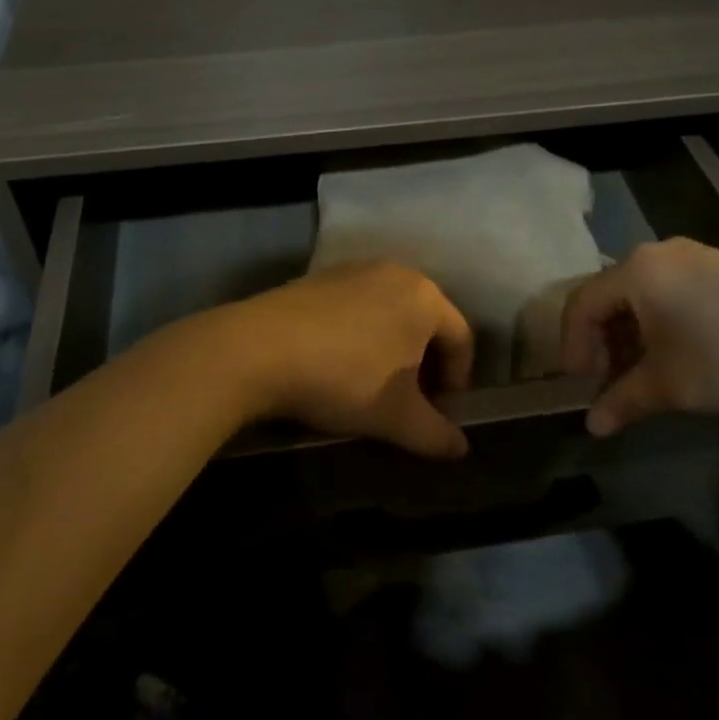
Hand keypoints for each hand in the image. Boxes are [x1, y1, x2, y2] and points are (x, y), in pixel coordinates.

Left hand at [217, 261, 474, 459]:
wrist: (257, 349)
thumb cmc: (343, 378)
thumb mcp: (396, 417)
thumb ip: (436, 435)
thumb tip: (461, 449)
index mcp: (424, 296)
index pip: (461, 339)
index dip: (458, 382)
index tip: (439, 415)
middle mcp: (394, 272)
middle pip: (426, 322)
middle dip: (424, 365)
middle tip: (410, 403)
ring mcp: (353, 269)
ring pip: (389, 313)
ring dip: (391, 350)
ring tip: (373, 386)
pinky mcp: (318, 277)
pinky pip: (355, 307)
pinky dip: (359, 335)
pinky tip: (337, 364)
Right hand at [559, 238, 718, 436]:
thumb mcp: (672, 386)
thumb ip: (623, 402)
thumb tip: (591, 426)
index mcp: (637, 271)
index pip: (581, 304)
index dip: (573, 347)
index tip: (582, 386)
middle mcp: (657, 253)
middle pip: (608, 295)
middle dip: (601, 342)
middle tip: (608, 383)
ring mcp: (692, 256)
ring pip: (639, 294)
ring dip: (629, 335)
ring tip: (640, 375)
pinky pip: (668, 291)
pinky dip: (657, 323)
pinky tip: (674, 354)